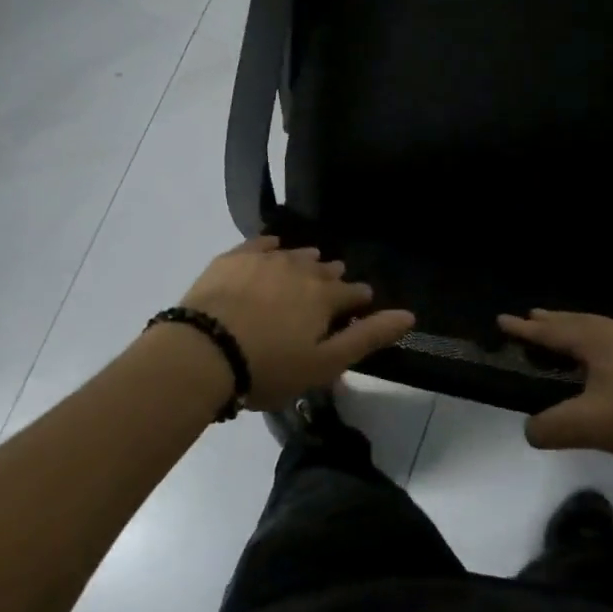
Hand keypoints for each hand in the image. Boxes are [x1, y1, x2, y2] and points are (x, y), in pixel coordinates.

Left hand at [180, 237, 414, 409]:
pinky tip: (273, 249)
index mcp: (324, 296)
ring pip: (295, 255)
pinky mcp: (234, 258)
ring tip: (306, 270)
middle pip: (325, 270)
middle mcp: (300, 269)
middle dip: (332, 279)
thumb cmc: (268, 367)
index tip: (361, 305)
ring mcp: (265, 259)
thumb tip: (409, 315)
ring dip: (305, 262)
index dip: (360, 300)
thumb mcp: (324, 364)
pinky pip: (261, 244)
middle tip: (329, 292)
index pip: (353, 292)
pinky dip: (272, 246)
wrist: (203, 353)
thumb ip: (367, 337)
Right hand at [499, 310, 612, 458]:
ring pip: (602, 327)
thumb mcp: (592, 425)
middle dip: (552, 321)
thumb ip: (554, 427)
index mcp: (595, 341)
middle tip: (533, 316)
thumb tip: (529, 429)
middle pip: (576, 321)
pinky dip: (605, 341)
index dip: (525, 329)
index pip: (551, 332)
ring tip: (571, 332)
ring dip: (579, 328)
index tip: (503, 319)